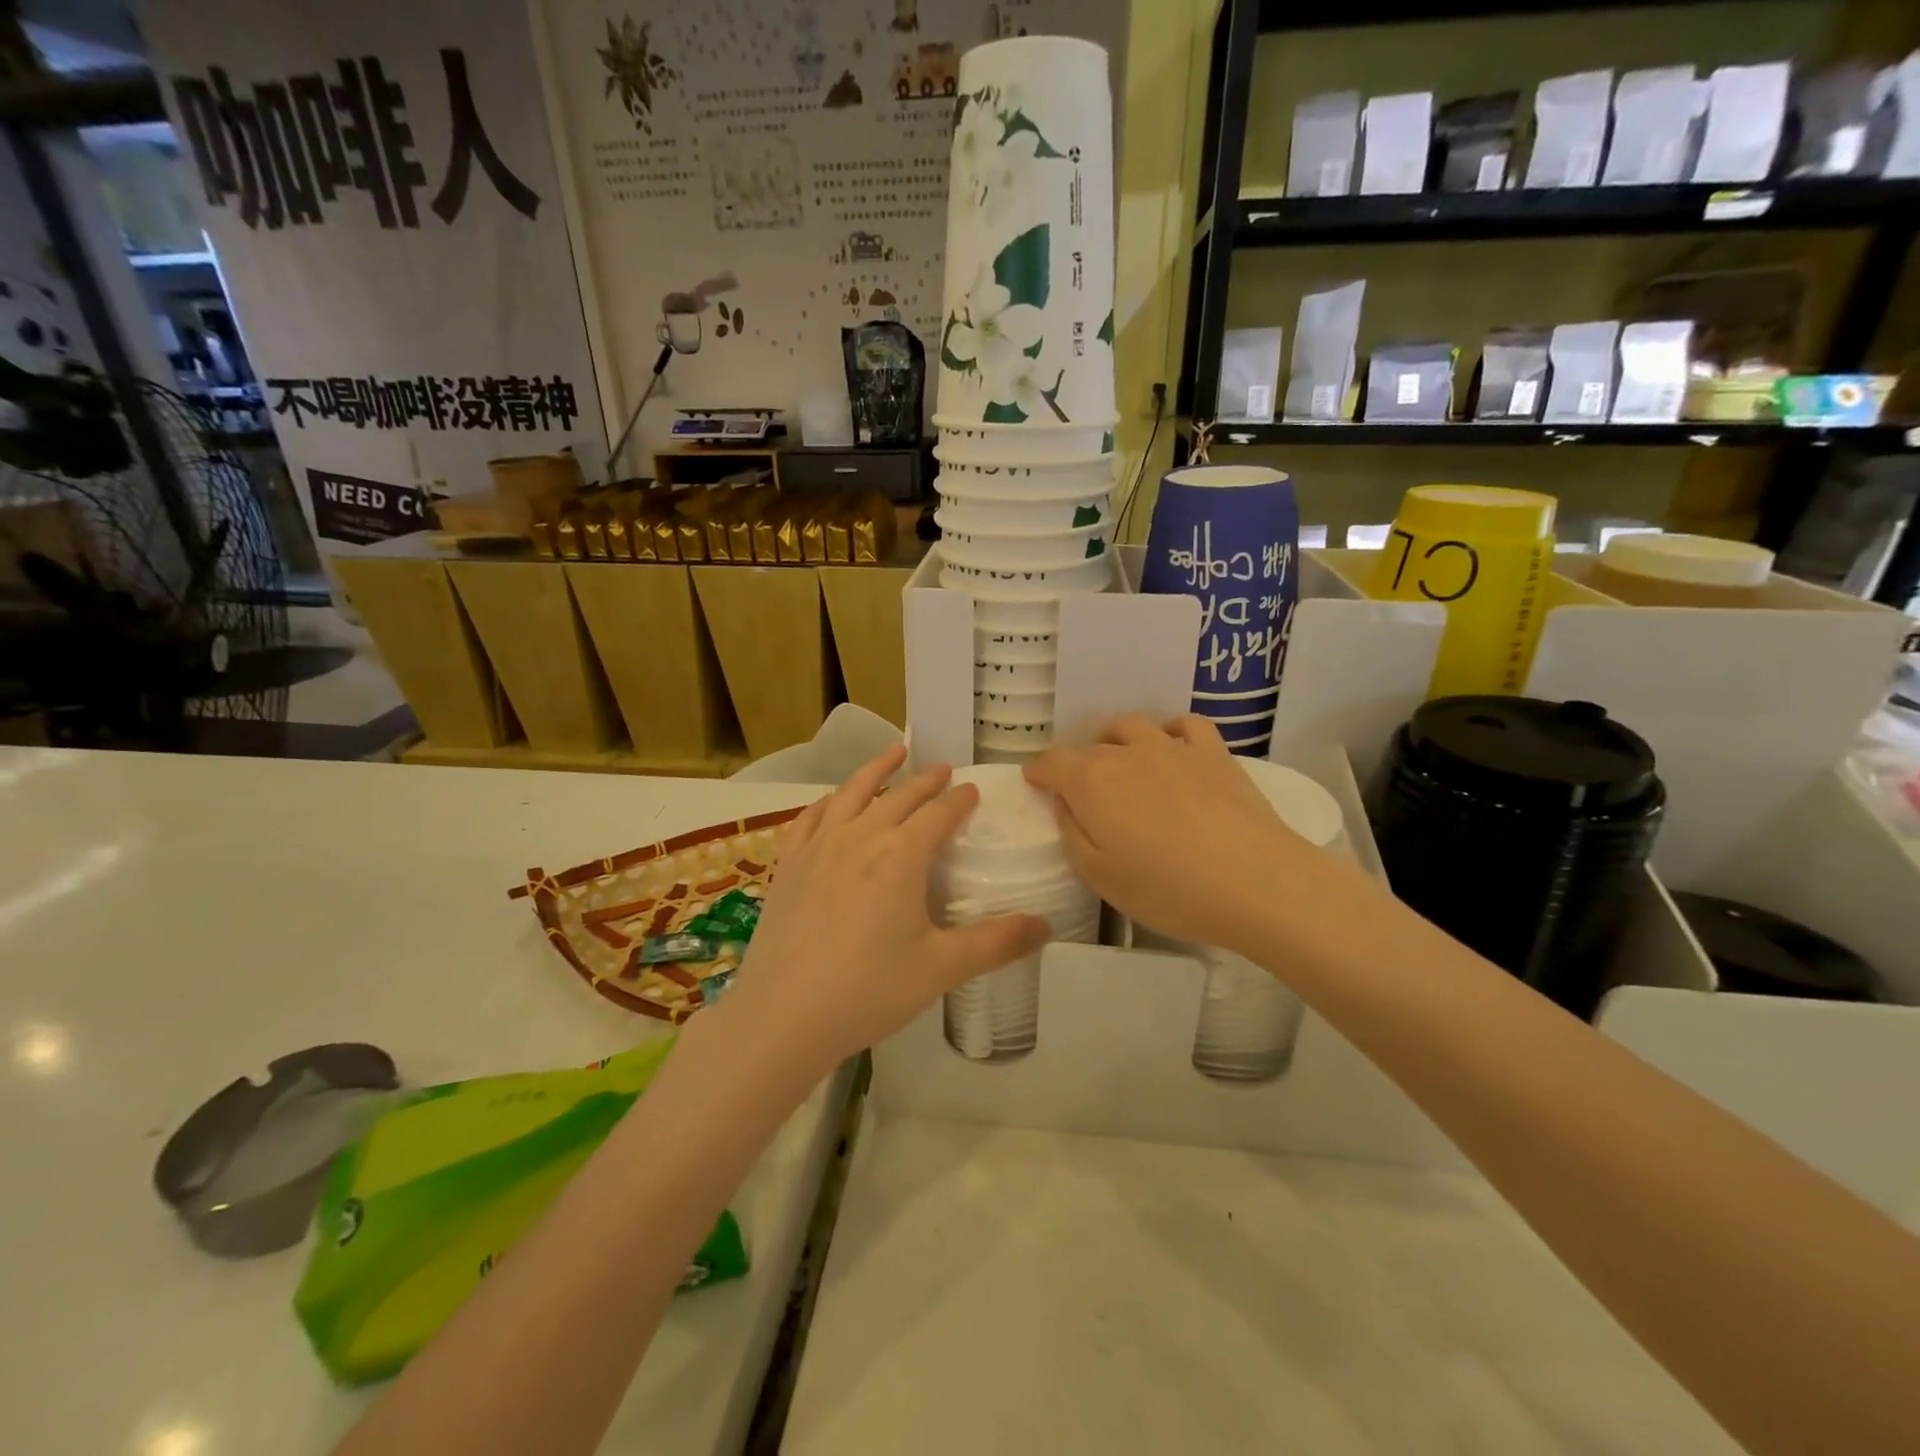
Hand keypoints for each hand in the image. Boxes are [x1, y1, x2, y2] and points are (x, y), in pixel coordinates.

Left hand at [721, 745, 1048, 1075]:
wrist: (783, 1015)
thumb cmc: (869, 989)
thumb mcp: (942, 968)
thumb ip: (996, 943)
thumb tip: (1046, 926)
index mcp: (901, 856)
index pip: (938, 815)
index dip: (959, 800)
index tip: (972, 789)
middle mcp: (860, 837)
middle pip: (899, 797)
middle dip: (925, 781)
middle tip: (942, 769)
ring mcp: (818, 847)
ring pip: (851, 793)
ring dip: (876, 770)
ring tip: (893, 753)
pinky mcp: (788, 864)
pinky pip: (810, 817)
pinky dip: (828, 800)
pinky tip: (832, 801)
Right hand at [1024, 714, 1345, 956]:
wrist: (1255, 883)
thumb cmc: (1169, 889)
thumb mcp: (1100, 876)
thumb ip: (1073, 834)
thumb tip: (1065, 806)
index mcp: (1092, 783)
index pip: (1052, 762)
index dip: (1038, 770)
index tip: (1033, 780)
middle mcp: (1127, 754)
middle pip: (1090, 747)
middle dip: (1076, 764)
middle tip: (1079, 790)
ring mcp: (1173, 748)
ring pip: (1132, 726)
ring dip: (1115, 739)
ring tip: (1118, 760)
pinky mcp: (1214, 753)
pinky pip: (1186, 725)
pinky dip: (1170, 731)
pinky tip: (1172, 747)